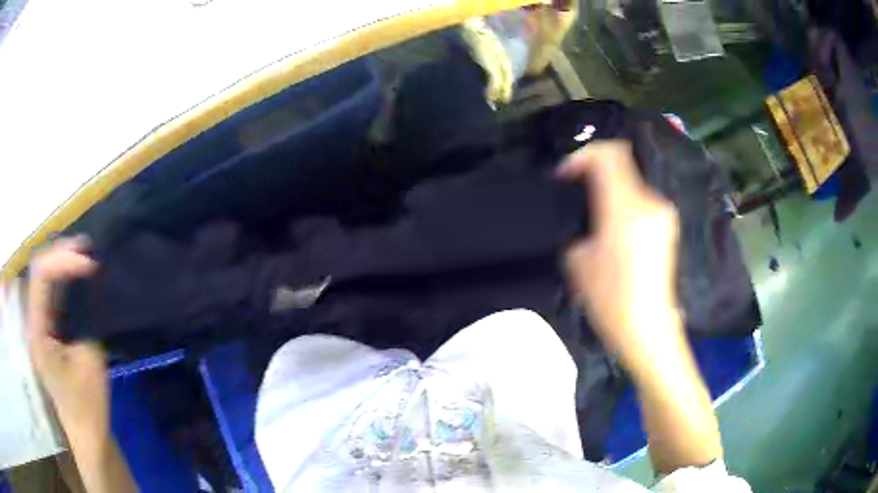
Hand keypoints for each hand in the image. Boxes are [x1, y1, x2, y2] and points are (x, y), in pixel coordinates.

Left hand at [27, 236, 107, 439]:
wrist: (86, 434)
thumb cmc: (88, 404)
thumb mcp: (89, 359)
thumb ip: (85, 317)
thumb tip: (89, 284)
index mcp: (37, 332)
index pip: (41, 277)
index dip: (63, 260)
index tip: (90, 263)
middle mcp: (31, 323)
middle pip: (38, 272)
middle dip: (61, 254)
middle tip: (87, 248)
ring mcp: (37, 326)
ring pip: (42, 279)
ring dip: (61, 263)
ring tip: (83, 254)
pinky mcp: (45, 331)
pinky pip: (49, 294)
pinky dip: (62, 280)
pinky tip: (76, 274)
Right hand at [558, 141, 681, 371]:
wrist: (648, 329)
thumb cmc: (611, 300)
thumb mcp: (578, 261)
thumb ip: (579, 226)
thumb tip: (585, 217)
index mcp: (626, 207)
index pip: (608, 155)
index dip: (582, 156)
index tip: (566, 175)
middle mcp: (650, 203)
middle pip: (621, 164)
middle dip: (594, 173)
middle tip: (576, 194)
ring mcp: (663, 214)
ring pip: (631, 183)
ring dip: (609, 190)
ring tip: (593, 217)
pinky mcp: (668, 227)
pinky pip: (640, 202)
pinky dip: (623, 204)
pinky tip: (612, 231)